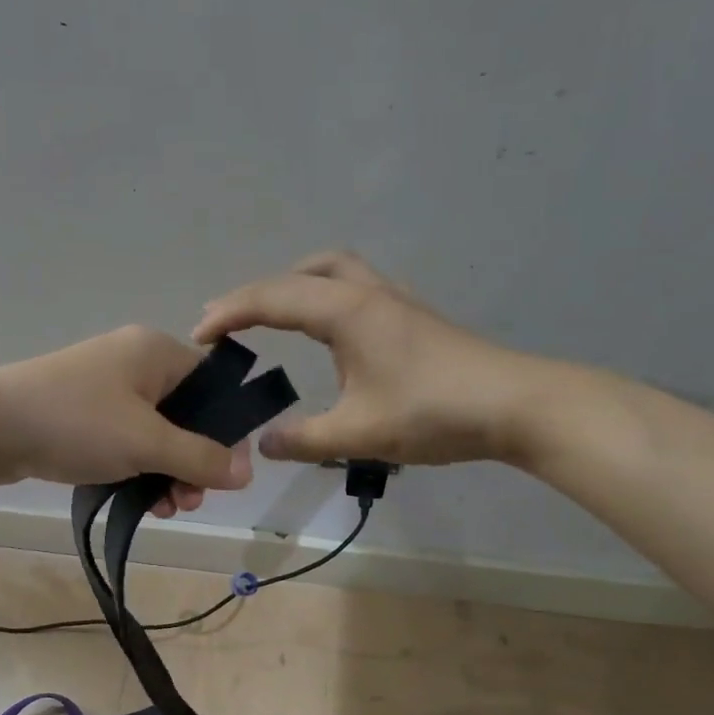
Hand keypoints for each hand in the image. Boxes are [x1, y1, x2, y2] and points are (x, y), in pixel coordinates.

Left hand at [0, 325, 253, 515]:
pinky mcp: (83, 416)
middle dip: (193, 461)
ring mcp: (105, 390)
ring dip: (167, 473)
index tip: (226, 471)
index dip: (227, 428)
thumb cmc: (76, 423)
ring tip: (165, 508)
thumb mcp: (147, 442)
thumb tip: (247, 471)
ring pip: (156, 435)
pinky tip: (140, 503)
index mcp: (156, 353)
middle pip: (187, 415)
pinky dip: (137, 470)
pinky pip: (126, 443)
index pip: (213, 384)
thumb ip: (201, 457)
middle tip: (189, 500)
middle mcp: (134, 364)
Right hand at [195, 251, 537, 466]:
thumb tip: (264, 444)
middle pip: (304, 271)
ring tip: (277, 318)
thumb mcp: (359, 433)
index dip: (229, 312)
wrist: (515, 404)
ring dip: (298, 285)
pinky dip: (326, 297)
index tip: (198, 335)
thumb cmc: (433, 412)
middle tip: (235, 321)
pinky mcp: (413, 317)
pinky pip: (356, 288)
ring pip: (336, 271)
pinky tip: (331, 335)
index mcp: (346, 311)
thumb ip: (304, 439)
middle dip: (262, 291)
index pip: (273, 298)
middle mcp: (367, 294)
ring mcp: (395, 301)